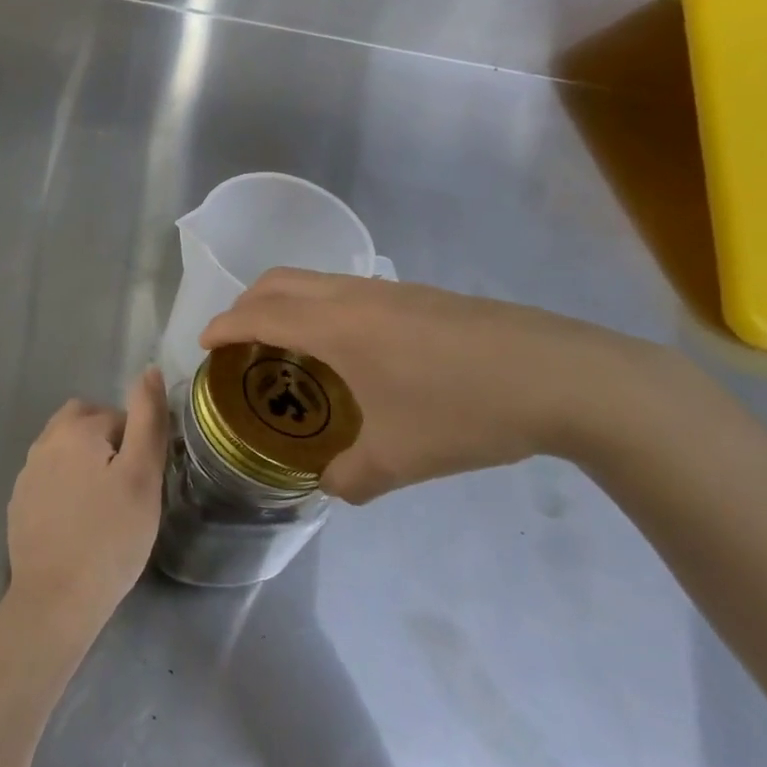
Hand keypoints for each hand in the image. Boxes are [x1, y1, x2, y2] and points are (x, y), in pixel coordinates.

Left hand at [7, 369, 168, 636]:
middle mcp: (44, 442)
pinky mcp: (18, 503)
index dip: (137, 446)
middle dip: (107, 444)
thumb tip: (149, 371)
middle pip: (84, 424)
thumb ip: (148, 419)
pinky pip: (49, 479)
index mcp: (74, 429)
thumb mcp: (142, 476)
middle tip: (126, 488)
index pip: (118, 417)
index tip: (143, 483)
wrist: (56, 599)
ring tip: (105, 507)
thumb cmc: (110, 537)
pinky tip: (79, 523)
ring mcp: (26, 473)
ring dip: (85, 464)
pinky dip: (66, 489)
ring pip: (65, 451)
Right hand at [199, 271, 665, 502]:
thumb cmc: (465, 411)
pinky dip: (322, 308)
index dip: (224, 326)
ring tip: (288, 347)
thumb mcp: (400, 459)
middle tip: (237, 340)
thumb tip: (329, 484)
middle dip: (246, 304)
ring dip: (287, 303)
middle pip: (280, 281)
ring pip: (316, 281)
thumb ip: (351, 477)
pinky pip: (349, 291)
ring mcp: (391, 290)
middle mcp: (354, 297)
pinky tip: (350, 351)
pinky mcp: (422, 296)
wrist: (562, 376)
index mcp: (336, 328)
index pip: (260, 315)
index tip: (204, 344)